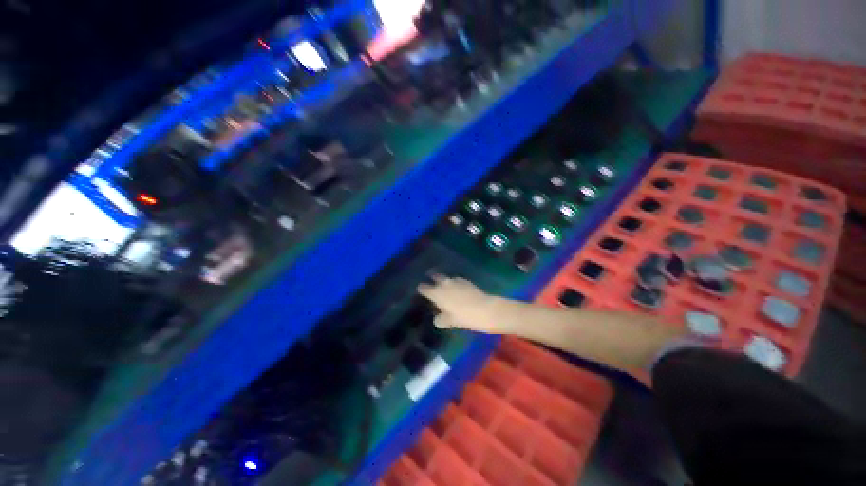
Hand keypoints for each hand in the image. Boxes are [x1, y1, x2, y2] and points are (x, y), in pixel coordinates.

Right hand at [417, 275, 500, 332]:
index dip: (422, 289)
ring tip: (445, 287)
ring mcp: (456, 280)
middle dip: (433, 280)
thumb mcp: (450, 321)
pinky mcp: (466, 281)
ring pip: (446, 278)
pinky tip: (458, 289)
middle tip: (432, 285)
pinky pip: (456, 280)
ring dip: (444, 281)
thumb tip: (437, 319)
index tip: (421, 291)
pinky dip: (455, 283)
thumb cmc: (465, 317)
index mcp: (437, 293)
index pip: (424, 288)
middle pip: (435, 277)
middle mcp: (444, 284)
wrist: (485, 309)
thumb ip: (441, 319)